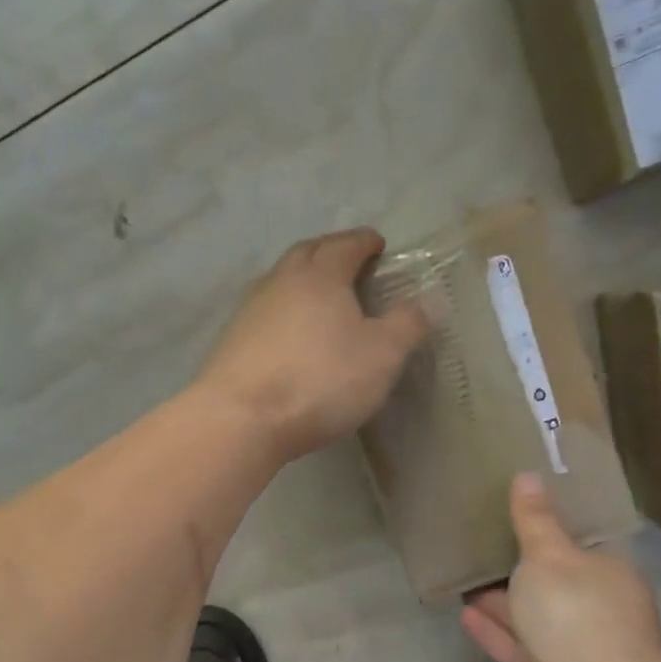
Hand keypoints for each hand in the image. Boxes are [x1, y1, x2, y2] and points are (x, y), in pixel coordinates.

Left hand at [198, 229, 427, 463]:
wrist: (241, 419)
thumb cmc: (320, 380)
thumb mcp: (382, 355)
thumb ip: (407, 324)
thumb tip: (429, 299)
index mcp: (320, 275)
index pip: (346, 245)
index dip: (364, 242)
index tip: (377, 244)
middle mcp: (281, 282)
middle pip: (306, 254)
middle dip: (330, 252)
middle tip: (348, 263)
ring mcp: (250, 311)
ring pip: (280, 282)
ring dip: (302, 282)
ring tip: (321, 299)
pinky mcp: (231, 342)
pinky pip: (264, 314)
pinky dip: (283, 313)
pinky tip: (289, 335)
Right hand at [460, 474, 660, 661]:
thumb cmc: (576, 615)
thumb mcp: (550, 555)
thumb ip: (534, 520)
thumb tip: (527, 475)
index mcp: (610, 577)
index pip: (583, 547)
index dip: (553, 530)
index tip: (520, 513)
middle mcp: (595, 613)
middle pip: (554, 585)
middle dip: (521, 569)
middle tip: (482, 543)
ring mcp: (571, 652)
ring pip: (531, 619)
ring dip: (500, 601)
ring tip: (464, 576)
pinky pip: (513, 648)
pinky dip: (491, 631)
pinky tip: (463, 613)